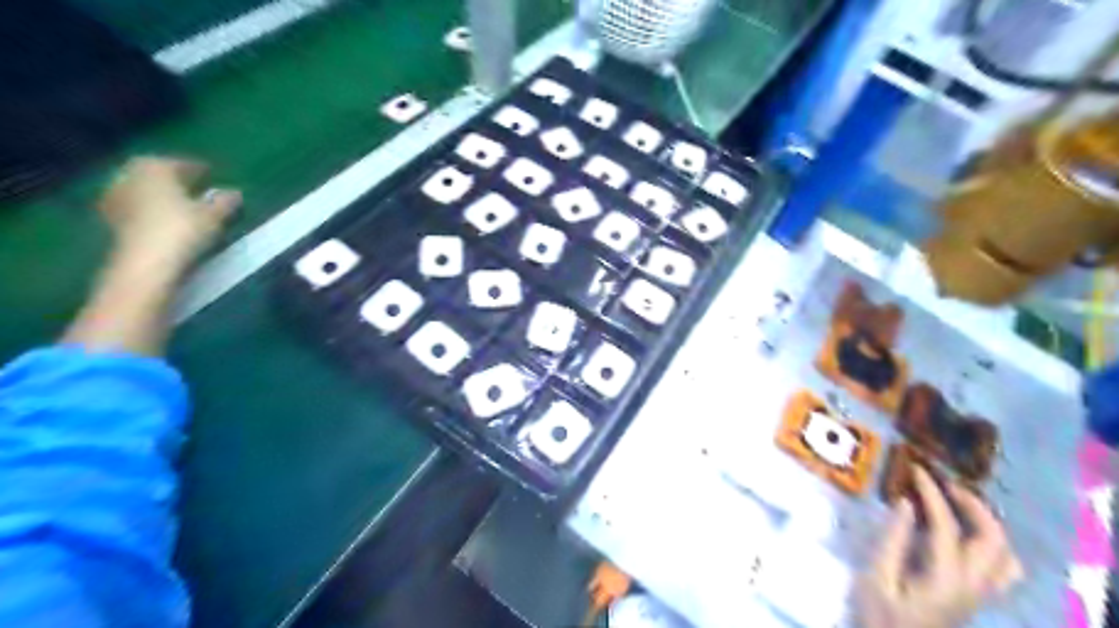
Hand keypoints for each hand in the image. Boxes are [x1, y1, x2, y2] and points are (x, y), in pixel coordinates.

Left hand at [98, 156, 239, 265]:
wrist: (145, 261)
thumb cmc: (184, 229)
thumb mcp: (214, 215)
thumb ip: (225, 201)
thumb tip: (234, 193)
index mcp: (156, 166)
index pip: (183, 164)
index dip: (202, 171)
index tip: (215, 178)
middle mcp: (130, 173)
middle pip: (160, 174)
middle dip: (178, 181)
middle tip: (198, 191)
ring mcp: (115, 194)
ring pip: (146, 190)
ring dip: (163, 195)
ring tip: (183, 207)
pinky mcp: (110, 216)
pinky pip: (137, 206)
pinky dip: (150, 210)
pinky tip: (164, 220)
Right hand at [859, 468, 1020, 625]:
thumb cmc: (881, 615)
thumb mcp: (878, 577)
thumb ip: (894, 540)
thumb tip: (906, 503)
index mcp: (946, 579)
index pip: (948, 526)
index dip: (932, 494)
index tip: (916, 469)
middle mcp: (974, 586)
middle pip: (992, 539)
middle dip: (973, 504)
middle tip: (944, 483)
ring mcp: (980, 594)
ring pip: (1005, 554)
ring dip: (987, 523)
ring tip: (959, 503)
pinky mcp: (977, 597)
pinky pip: (1002, 568)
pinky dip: (993, 544)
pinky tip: (968, 534)